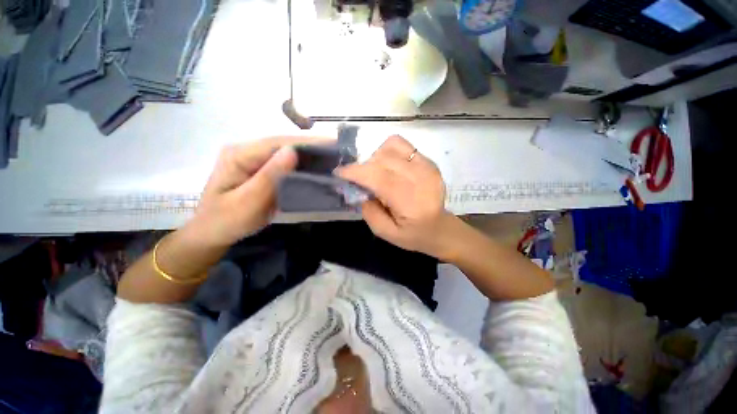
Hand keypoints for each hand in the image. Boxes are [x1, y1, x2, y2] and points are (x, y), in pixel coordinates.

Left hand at [186, 136, 331, 247]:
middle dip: (310, 147)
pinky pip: (284, 165)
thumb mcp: (247, 202)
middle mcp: (247, 151)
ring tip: (332, 159)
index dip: (306, 142)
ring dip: (308, 156)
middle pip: (283, 144)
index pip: (277, 142)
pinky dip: (301, 166)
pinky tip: (315, 169)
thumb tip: (292, 152)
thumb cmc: (226, 221)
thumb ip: (269, 177)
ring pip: (286, 154)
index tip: (332, 144)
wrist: (213, 233)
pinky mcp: (261, 170)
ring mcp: (254, 160)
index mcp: (239, 154)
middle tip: (337, 152)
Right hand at [337, 135, 459, 257]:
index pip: (378, 178)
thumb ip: (369, 211)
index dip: (356, 172)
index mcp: (410, 202)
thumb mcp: (386, 233)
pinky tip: (388, 166)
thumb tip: (357, 189)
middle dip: (363, 167)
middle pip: (382, 160)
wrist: (440, 228)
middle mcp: (420, 179)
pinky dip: (387, 152)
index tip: (339, 173)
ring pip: (390, 148)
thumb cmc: (413, 235)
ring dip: (375, 158)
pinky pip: (401, 145)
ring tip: (374, 173)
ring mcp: (426, 166)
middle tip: (358, 180)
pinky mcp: (428, 161)